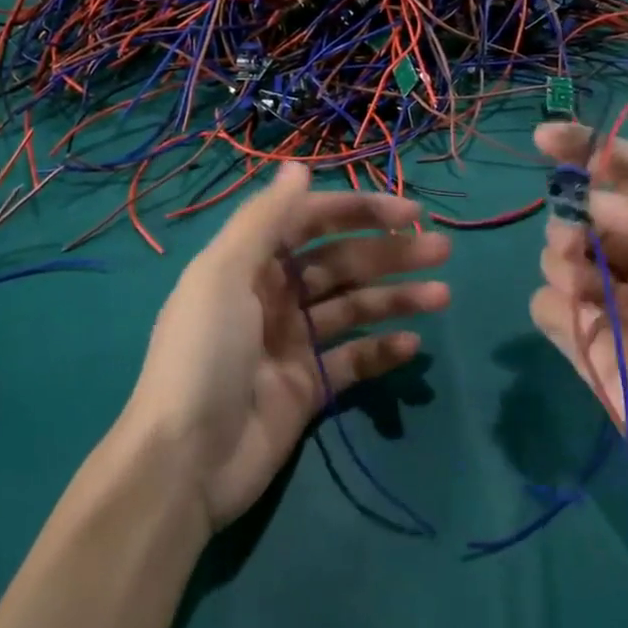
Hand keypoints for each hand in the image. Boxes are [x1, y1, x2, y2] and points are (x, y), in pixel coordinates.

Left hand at [124, 162, 451, 532]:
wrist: (186, 460)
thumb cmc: (204, 354)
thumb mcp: (224, 274)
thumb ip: (264, 220)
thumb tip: (298, 167)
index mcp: (250, 262)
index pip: (312, 221)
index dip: (359, 211)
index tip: (409, 213)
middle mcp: (273, 295)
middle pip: (341, 262)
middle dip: (389, 252)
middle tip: (441, 249)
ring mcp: (293, 342)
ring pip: (354, 307)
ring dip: (396, 297)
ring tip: (442, 295)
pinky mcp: (309, 387)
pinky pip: (353, 359)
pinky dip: (382, 349)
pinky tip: (411, 343)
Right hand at [529, 123, 627, 535]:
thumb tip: (596, 202)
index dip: (589, 149)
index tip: (546, 137)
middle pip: (585, 213)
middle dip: (569, 211)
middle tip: (576, 236)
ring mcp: (616, 307)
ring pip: (558, 256)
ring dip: (559, 255)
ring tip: (580, 279)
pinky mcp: (591, 351)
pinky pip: (547, 309)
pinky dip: (553, 304)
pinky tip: (581, 320)